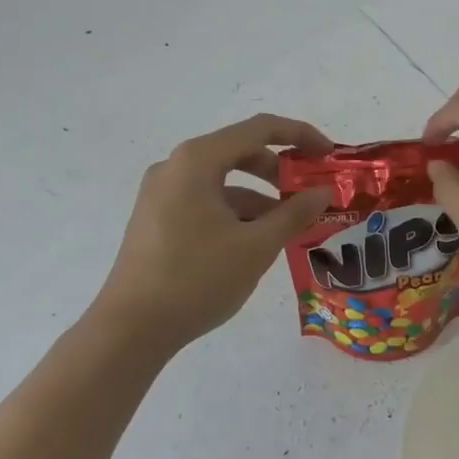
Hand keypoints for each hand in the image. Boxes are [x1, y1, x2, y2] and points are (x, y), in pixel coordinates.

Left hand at [93, 114, 334, 352]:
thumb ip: (294, 213)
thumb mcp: (256, 246)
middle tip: (310, 191)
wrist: (130, 329)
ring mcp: (161, 192)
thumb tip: (323, 193)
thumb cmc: (197, 278)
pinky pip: (204, 200)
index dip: (299, 135)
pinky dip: (234, 211)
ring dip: (258, 195)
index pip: (259, 129)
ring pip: (222, 180)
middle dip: (279, 169)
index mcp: (197, 160)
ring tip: (288, 225)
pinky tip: (254, 241)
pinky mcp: (156, 218)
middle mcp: (175, 166)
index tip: (328, 154)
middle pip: (238, 151)